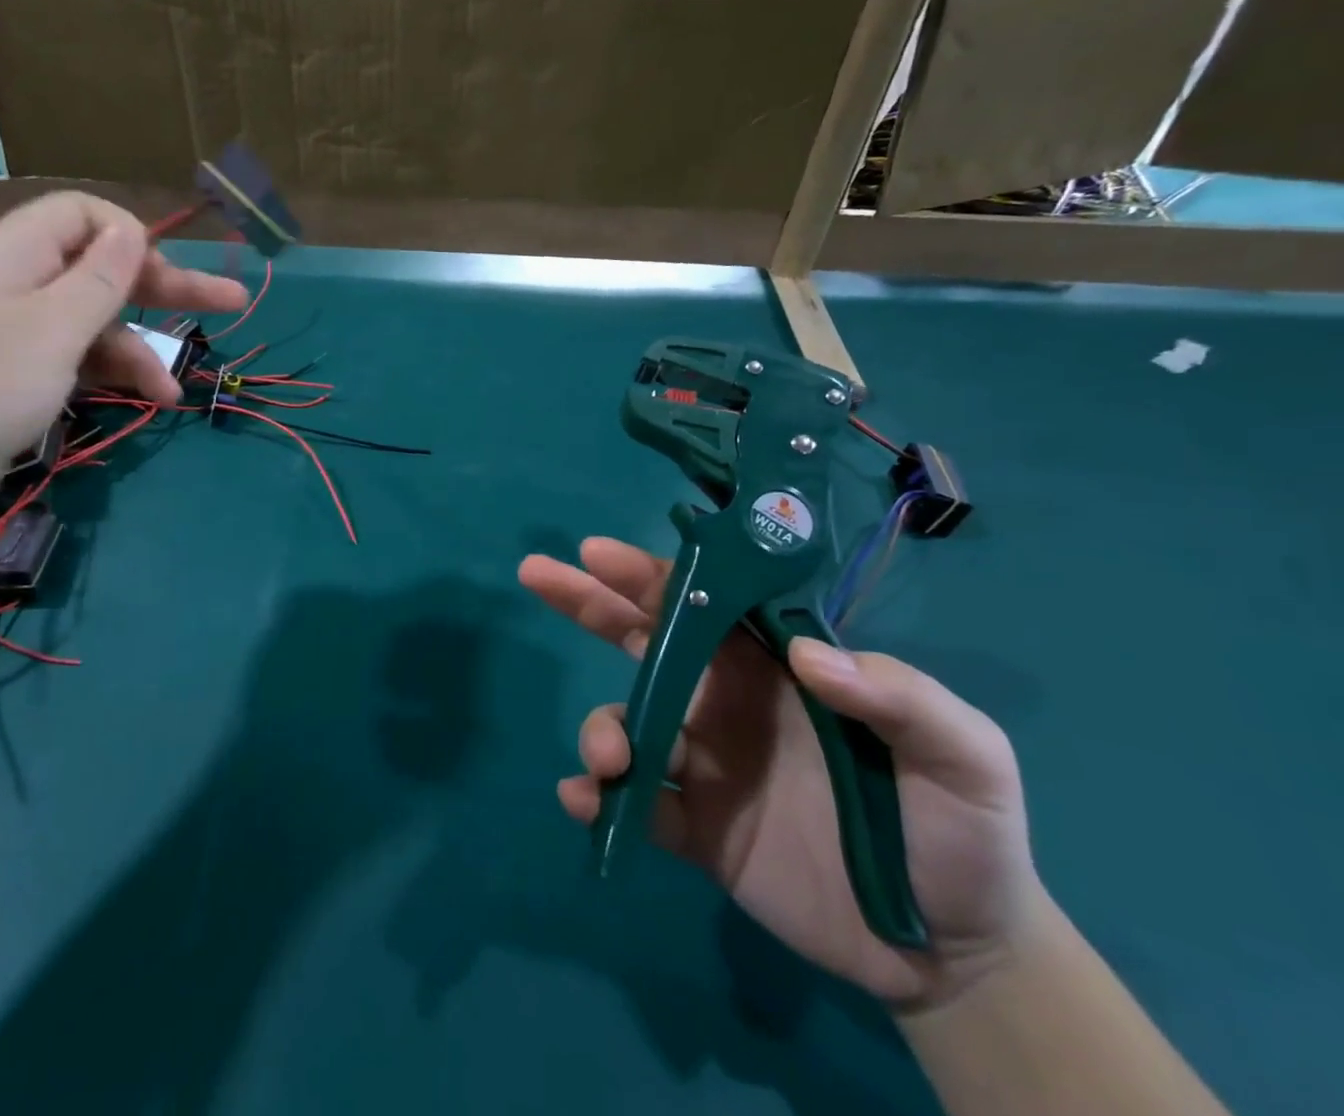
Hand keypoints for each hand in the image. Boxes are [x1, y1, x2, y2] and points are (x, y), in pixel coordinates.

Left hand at [0, 191, 246, 527]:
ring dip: (139, 349)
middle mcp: (18, 282)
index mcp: (17, 252)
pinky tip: (145, 402)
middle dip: (164, 288)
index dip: (131, 235)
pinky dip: (111, 375)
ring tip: (173, 392)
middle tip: (230, 301)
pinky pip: (77, 359)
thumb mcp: (53, 327)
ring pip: (95, 321)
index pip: (84, 214)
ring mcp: (16, 331)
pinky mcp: (17, 375)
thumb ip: (101, 278)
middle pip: (102, 268)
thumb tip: (133, 229)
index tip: (166, 273)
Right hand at [521, 537, 1047, 1011]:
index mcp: (772, 669)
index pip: (702, 604)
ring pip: (628, 724)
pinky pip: (634, 807)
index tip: (596, 550)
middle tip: (537, 574)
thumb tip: (801, 655)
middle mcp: (724, 703)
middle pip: (641, 641)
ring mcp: (703, 765)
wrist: (954, 952)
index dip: (647, 573)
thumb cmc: (962, 831)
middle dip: (586, 603)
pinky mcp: (694, 830)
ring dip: (602, 730)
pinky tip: (586, 802)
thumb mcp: (964, 753)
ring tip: (609, 758)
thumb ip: (897, 695)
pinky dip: (599, 800)